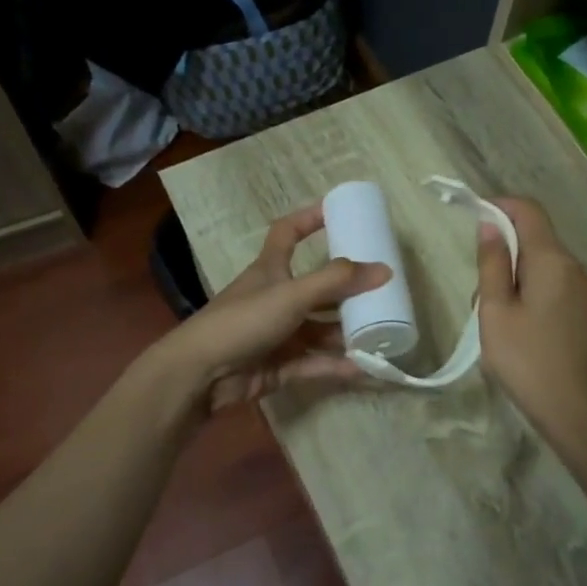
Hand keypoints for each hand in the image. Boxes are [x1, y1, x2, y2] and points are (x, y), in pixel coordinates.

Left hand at [155, 203, 390, 412]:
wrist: (201, 373)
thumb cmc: (243, 321)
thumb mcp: (291, 294)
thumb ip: (336, 281)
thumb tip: (385, 269)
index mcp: (271, 270)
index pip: (287, 233)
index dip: (309, 218)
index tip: (338, 211)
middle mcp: (275, 298)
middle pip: (317, 289)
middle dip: (347, 290)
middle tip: (383, 290)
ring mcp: (278, 334)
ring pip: (319, 330)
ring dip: (346, 332)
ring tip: (382, 333)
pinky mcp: (279, 366)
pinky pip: (315, 363)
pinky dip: (337, 365)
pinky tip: (365, 368)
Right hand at [475, 197, 586, 446]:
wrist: (578, 414)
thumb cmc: (527, 361)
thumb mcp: (495, 312)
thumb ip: (492, 264)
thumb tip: (490, 225)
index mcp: (553, 261)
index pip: (529, 211)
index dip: (500, 207)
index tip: (474, 219)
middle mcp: (578, 269)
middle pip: (536, 243)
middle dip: (504, 258)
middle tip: (481, 300)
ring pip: (546, 271)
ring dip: (518, 283)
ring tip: (500, 327)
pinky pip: (558, 292)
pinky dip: (536, 299)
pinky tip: (525, 338)